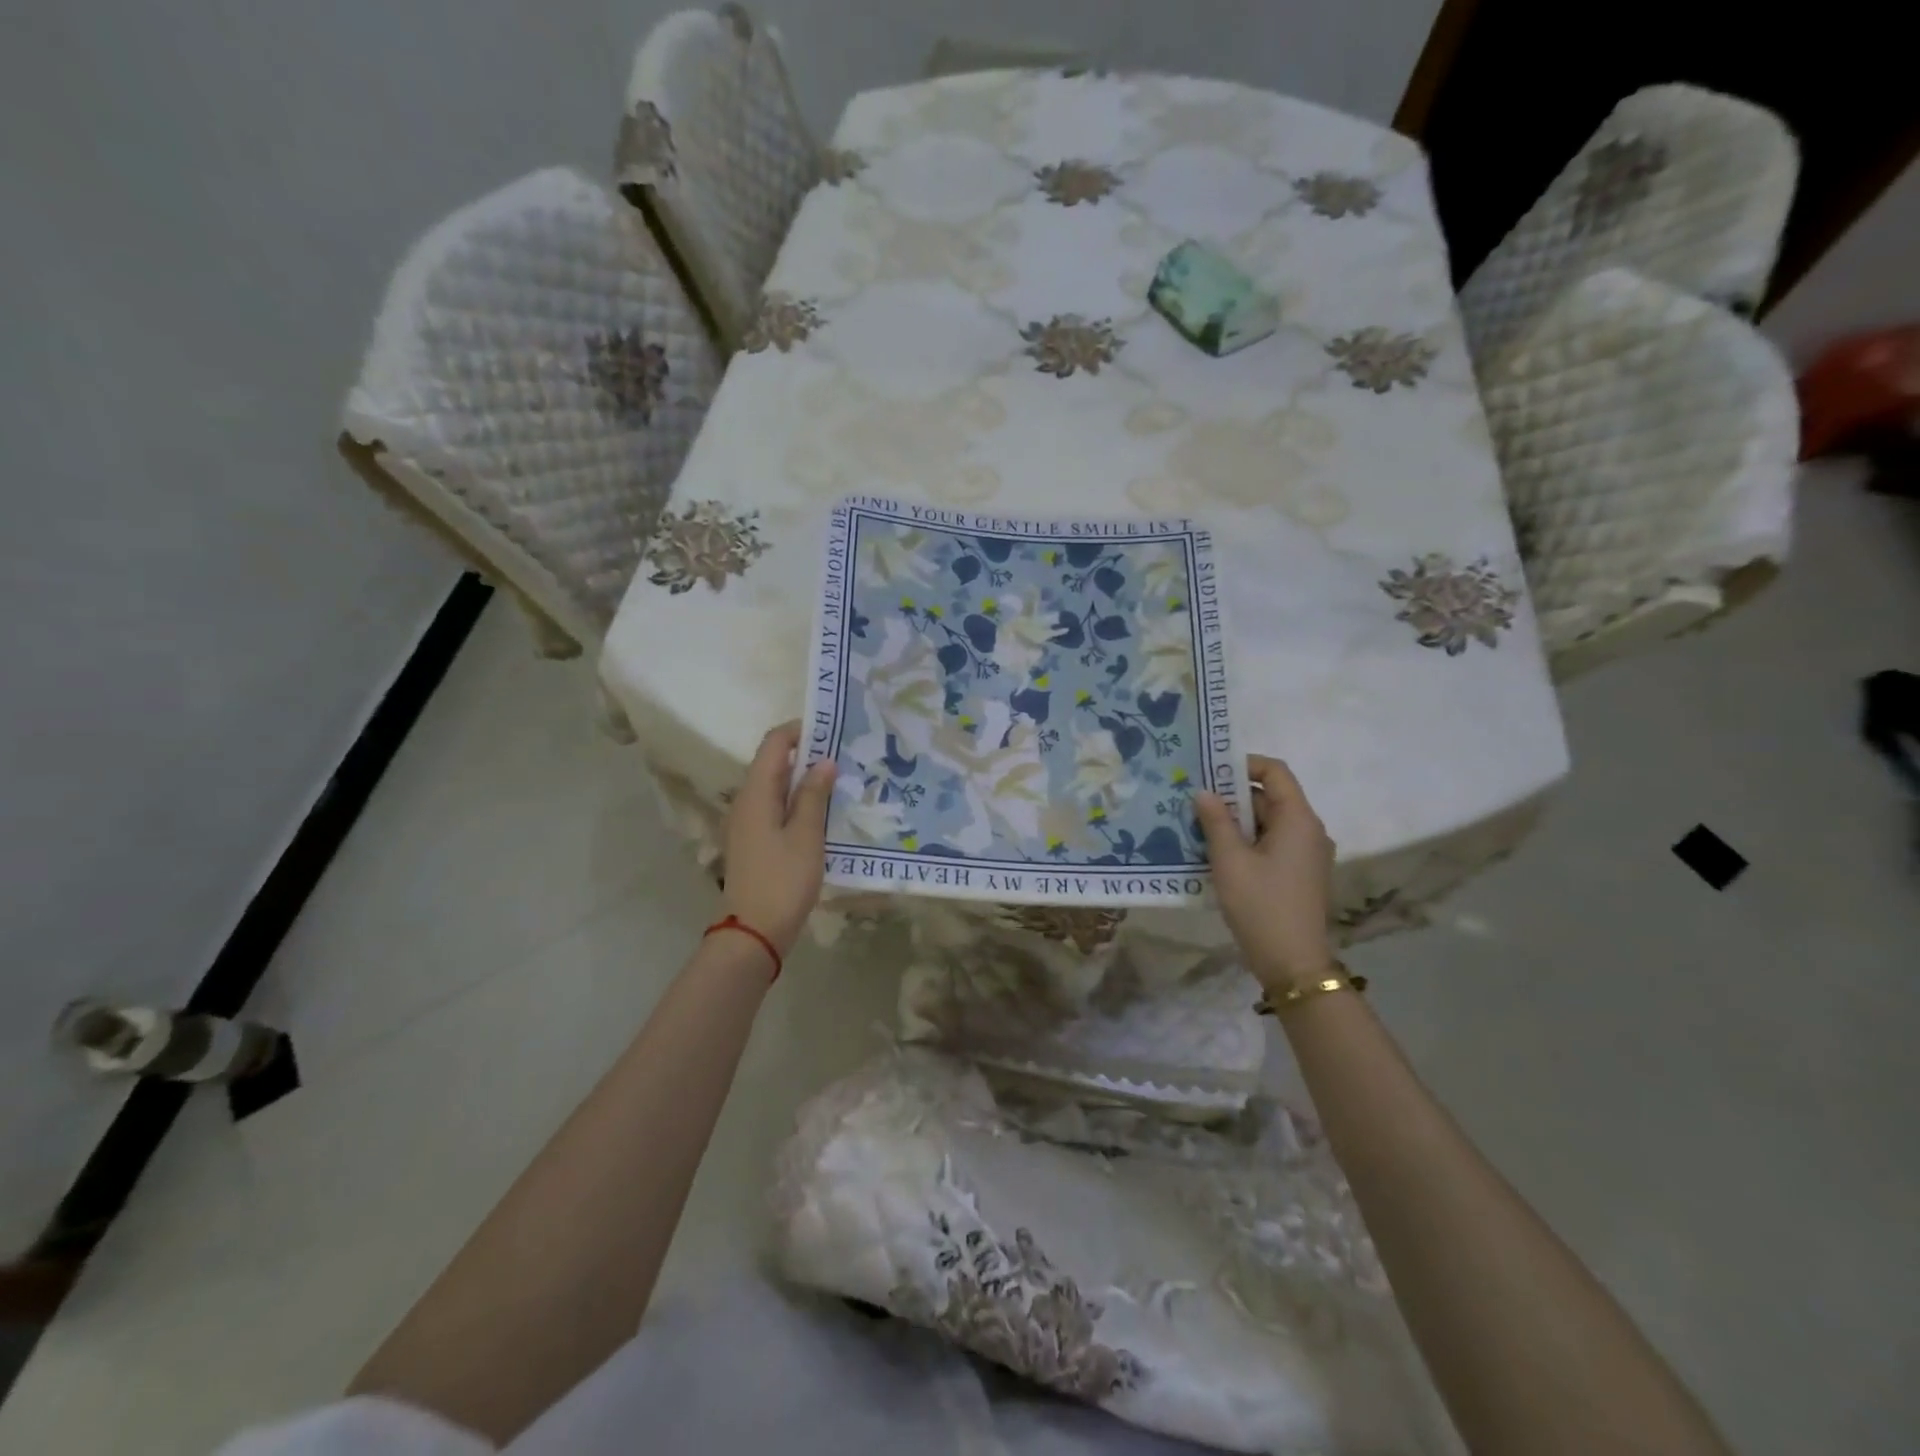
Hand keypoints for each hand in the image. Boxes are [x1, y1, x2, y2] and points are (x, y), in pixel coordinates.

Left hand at [720, 722, 836, 956]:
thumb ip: (813, 796)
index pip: (773, 744)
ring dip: (804, 780)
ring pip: (776, 788)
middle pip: (773, 764)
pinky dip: (797, 802)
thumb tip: (824, 761)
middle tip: (844, 755)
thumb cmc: (782, 881)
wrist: (753, 933)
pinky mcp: (754, 842)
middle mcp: (746, 802)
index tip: (831, 729)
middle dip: (806, 755)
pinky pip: (775, 808)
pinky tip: (823, 813)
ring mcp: (747, 824)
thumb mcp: (806, 836)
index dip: (799, 731)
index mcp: (756, 794)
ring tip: (840, 781)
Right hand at [1194, 756, 1336, 992]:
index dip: (1243, 764)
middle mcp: (1309, 831)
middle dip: (1232, 796)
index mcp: (1298, 819)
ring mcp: (1307, 854)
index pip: (1275, 772)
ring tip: (1197, 826)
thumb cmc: (1261, 905)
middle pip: (1270, 797)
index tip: (1209, 771)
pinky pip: (1271, 844)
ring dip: (1235, 821)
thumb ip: (1215, 821)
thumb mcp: (1229, 860)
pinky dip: (1246, 842)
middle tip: (1193, 801)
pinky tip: (1216, 853)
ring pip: (1268, 823)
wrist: (1293, 964)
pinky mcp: (1299, 874)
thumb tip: (1204, 791)